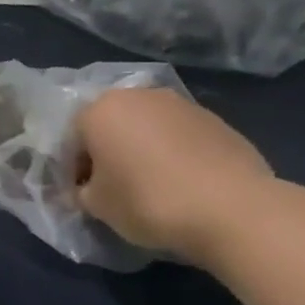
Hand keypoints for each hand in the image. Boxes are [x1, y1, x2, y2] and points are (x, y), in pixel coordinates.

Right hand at [75, 87, 278, 264]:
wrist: (233, 208)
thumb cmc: (147, 200)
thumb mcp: (96, 204)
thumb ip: (82, 190)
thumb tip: (87, 188)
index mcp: (99, 110)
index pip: (72, 138)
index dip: (73, 168)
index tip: (83, 193)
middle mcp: (139, 96)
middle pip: (110, 125)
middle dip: (107, 151)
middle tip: (112, 186)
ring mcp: (182, 105)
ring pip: (145, 128)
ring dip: (140, 150)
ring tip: (150, 185)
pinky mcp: (217, 120)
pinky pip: (178, 136)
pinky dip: (172, 154)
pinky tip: (180, 183)